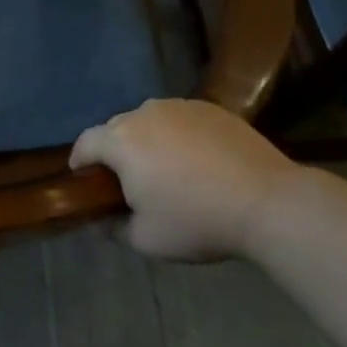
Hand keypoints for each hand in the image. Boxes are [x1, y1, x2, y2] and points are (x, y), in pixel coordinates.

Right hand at [71, 98, 297, 261]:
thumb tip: (103, 221)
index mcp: (122, 141)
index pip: (86, 143)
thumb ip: (115, 228)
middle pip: (117, 128)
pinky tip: (196, 161)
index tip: (82, 178)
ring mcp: (180, 106)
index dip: (80, 160)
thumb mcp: (147, 240)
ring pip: (149, 120)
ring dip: (147, 140)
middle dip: (115, 151)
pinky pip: (180, 119)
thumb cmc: (197, 221)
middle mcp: (145, 113)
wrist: (267, 201)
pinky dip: (178, 135)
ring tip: (164, 168)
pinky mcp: (210, 107)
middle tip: (127, 180)